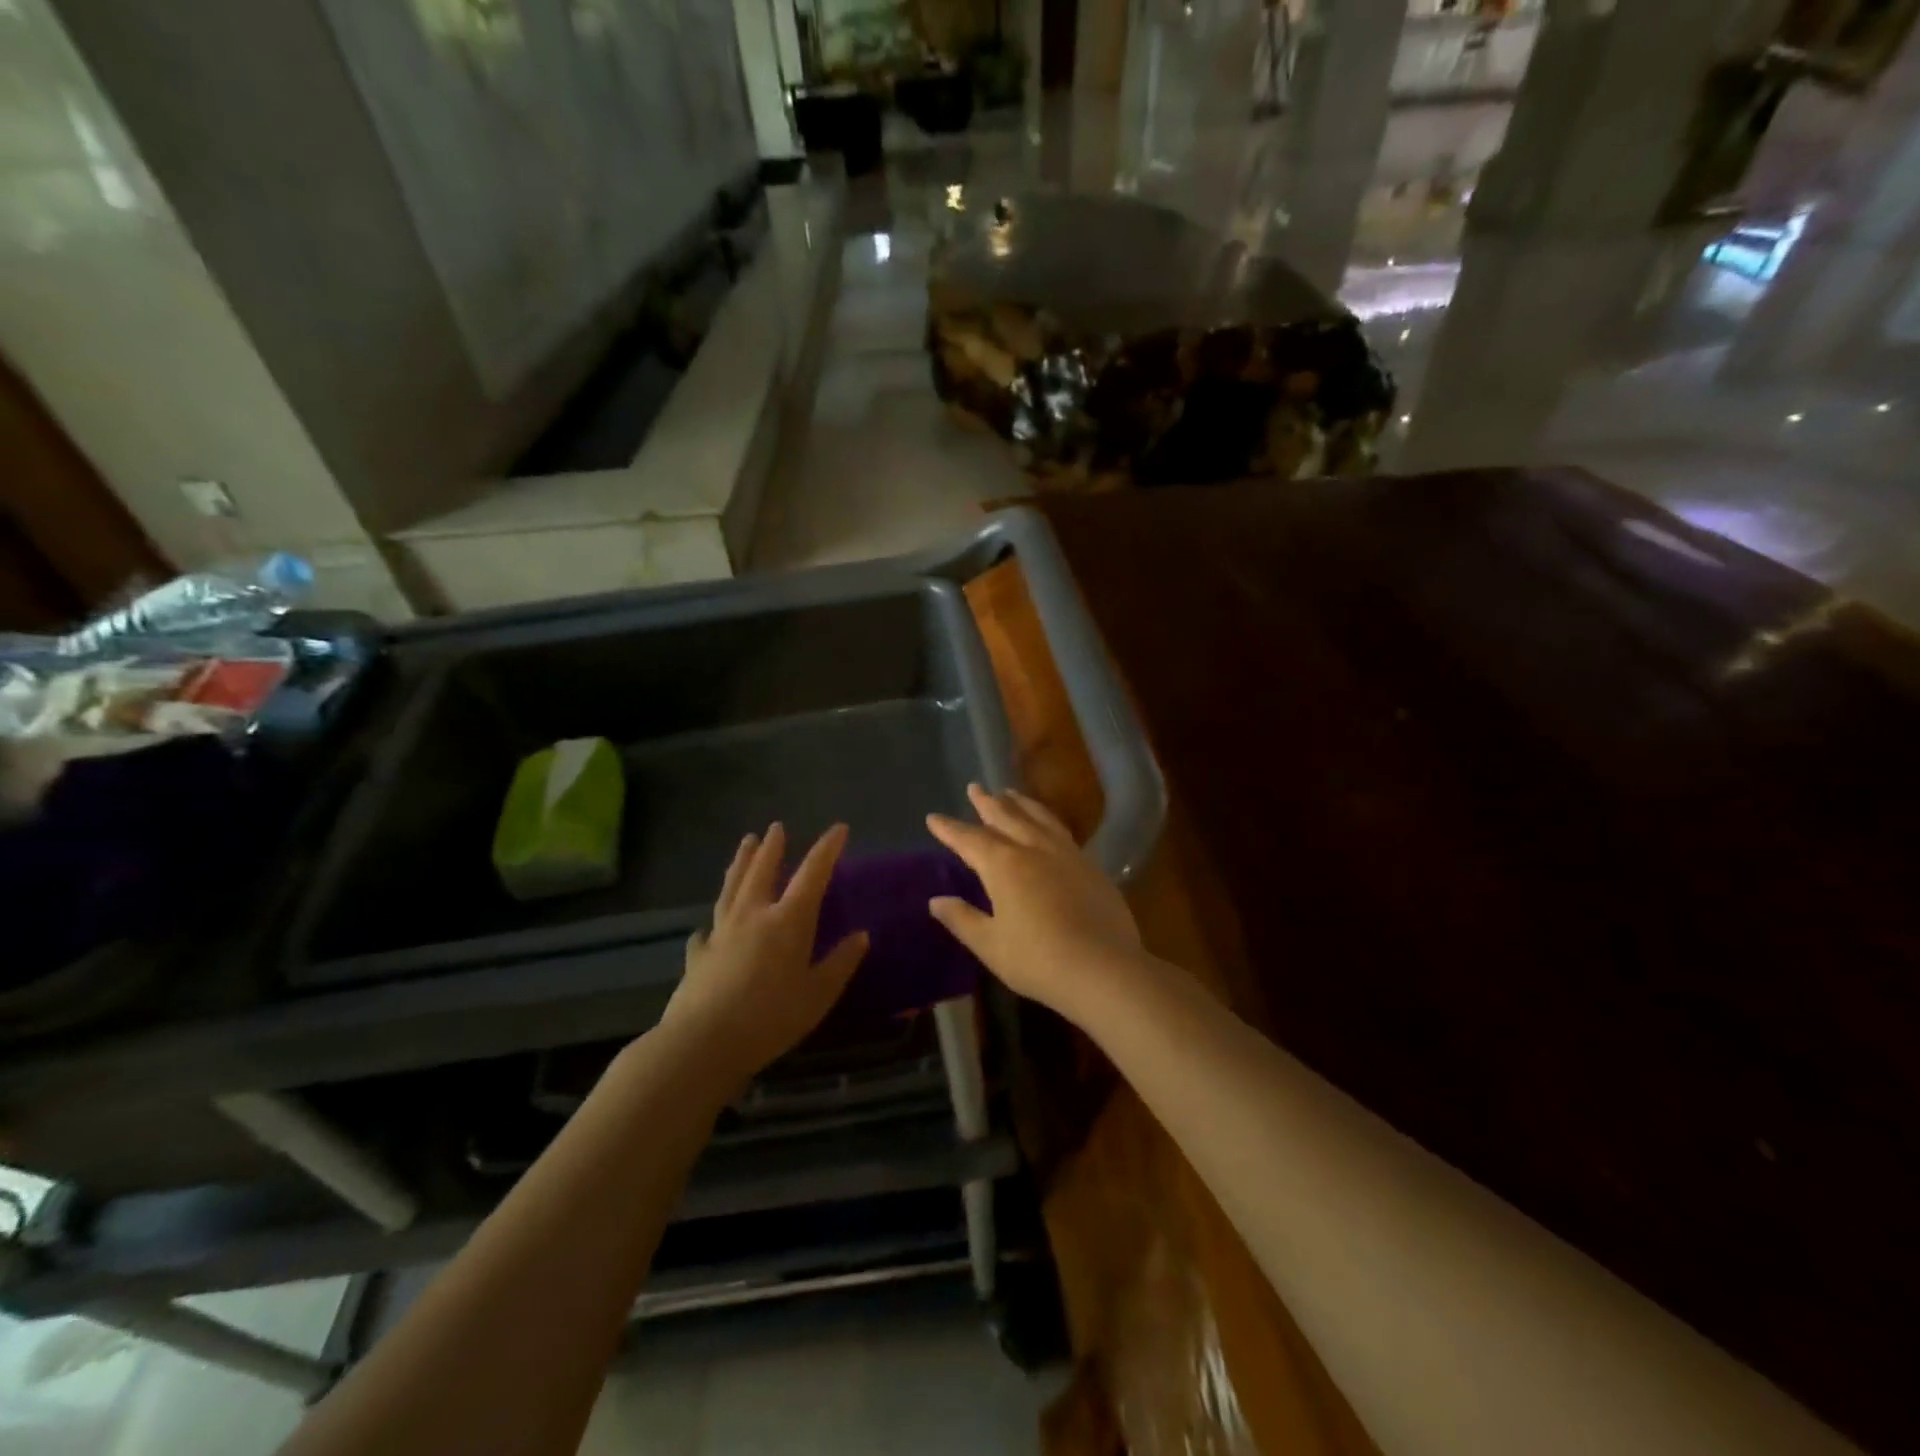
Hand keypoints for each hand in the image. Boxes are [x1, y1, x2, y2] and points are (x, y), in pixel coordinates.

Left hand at [661, 823, 867, 1088]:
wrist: (703, 1043)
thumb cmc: (771, 1019)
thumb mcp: (818, 995)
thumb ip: (840, 963)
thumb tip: (862, 936)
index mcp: (787, 922)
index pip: (812, 874)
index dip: (827, 849)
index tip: (839, 828)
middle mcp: (753, 916)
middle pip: (762, 871)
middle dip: (773, 848)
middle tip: (776, 827)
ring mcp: (721, 933)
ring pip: (732, 888)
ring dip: (740, 863)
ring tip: (746, 844)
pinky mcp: (698, 955)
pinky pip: (706, 931)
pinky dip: (711, 924)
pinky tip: (707, 927)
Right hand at [926, 784, 1145, 1024]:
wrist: (1104, 968)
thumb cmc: (1038, 960)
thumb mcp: (990, 945)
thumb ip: (963, 919)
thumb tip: (936, 901)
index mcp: (1003, 865)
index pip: (969, 839)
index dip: (949, 829)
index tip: (934, 817)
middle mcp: (1033, 849)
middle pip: (1006, 816)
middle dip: (987, 802)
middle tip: (975, 787)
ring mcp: (1066, 853)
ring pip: (1038, 817)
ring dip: (1020, 803)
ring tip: (1009, 793)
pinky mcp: (1090, 865)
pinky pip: (1061, 830)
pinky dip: (1046, 818)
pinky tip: (1047, 825)